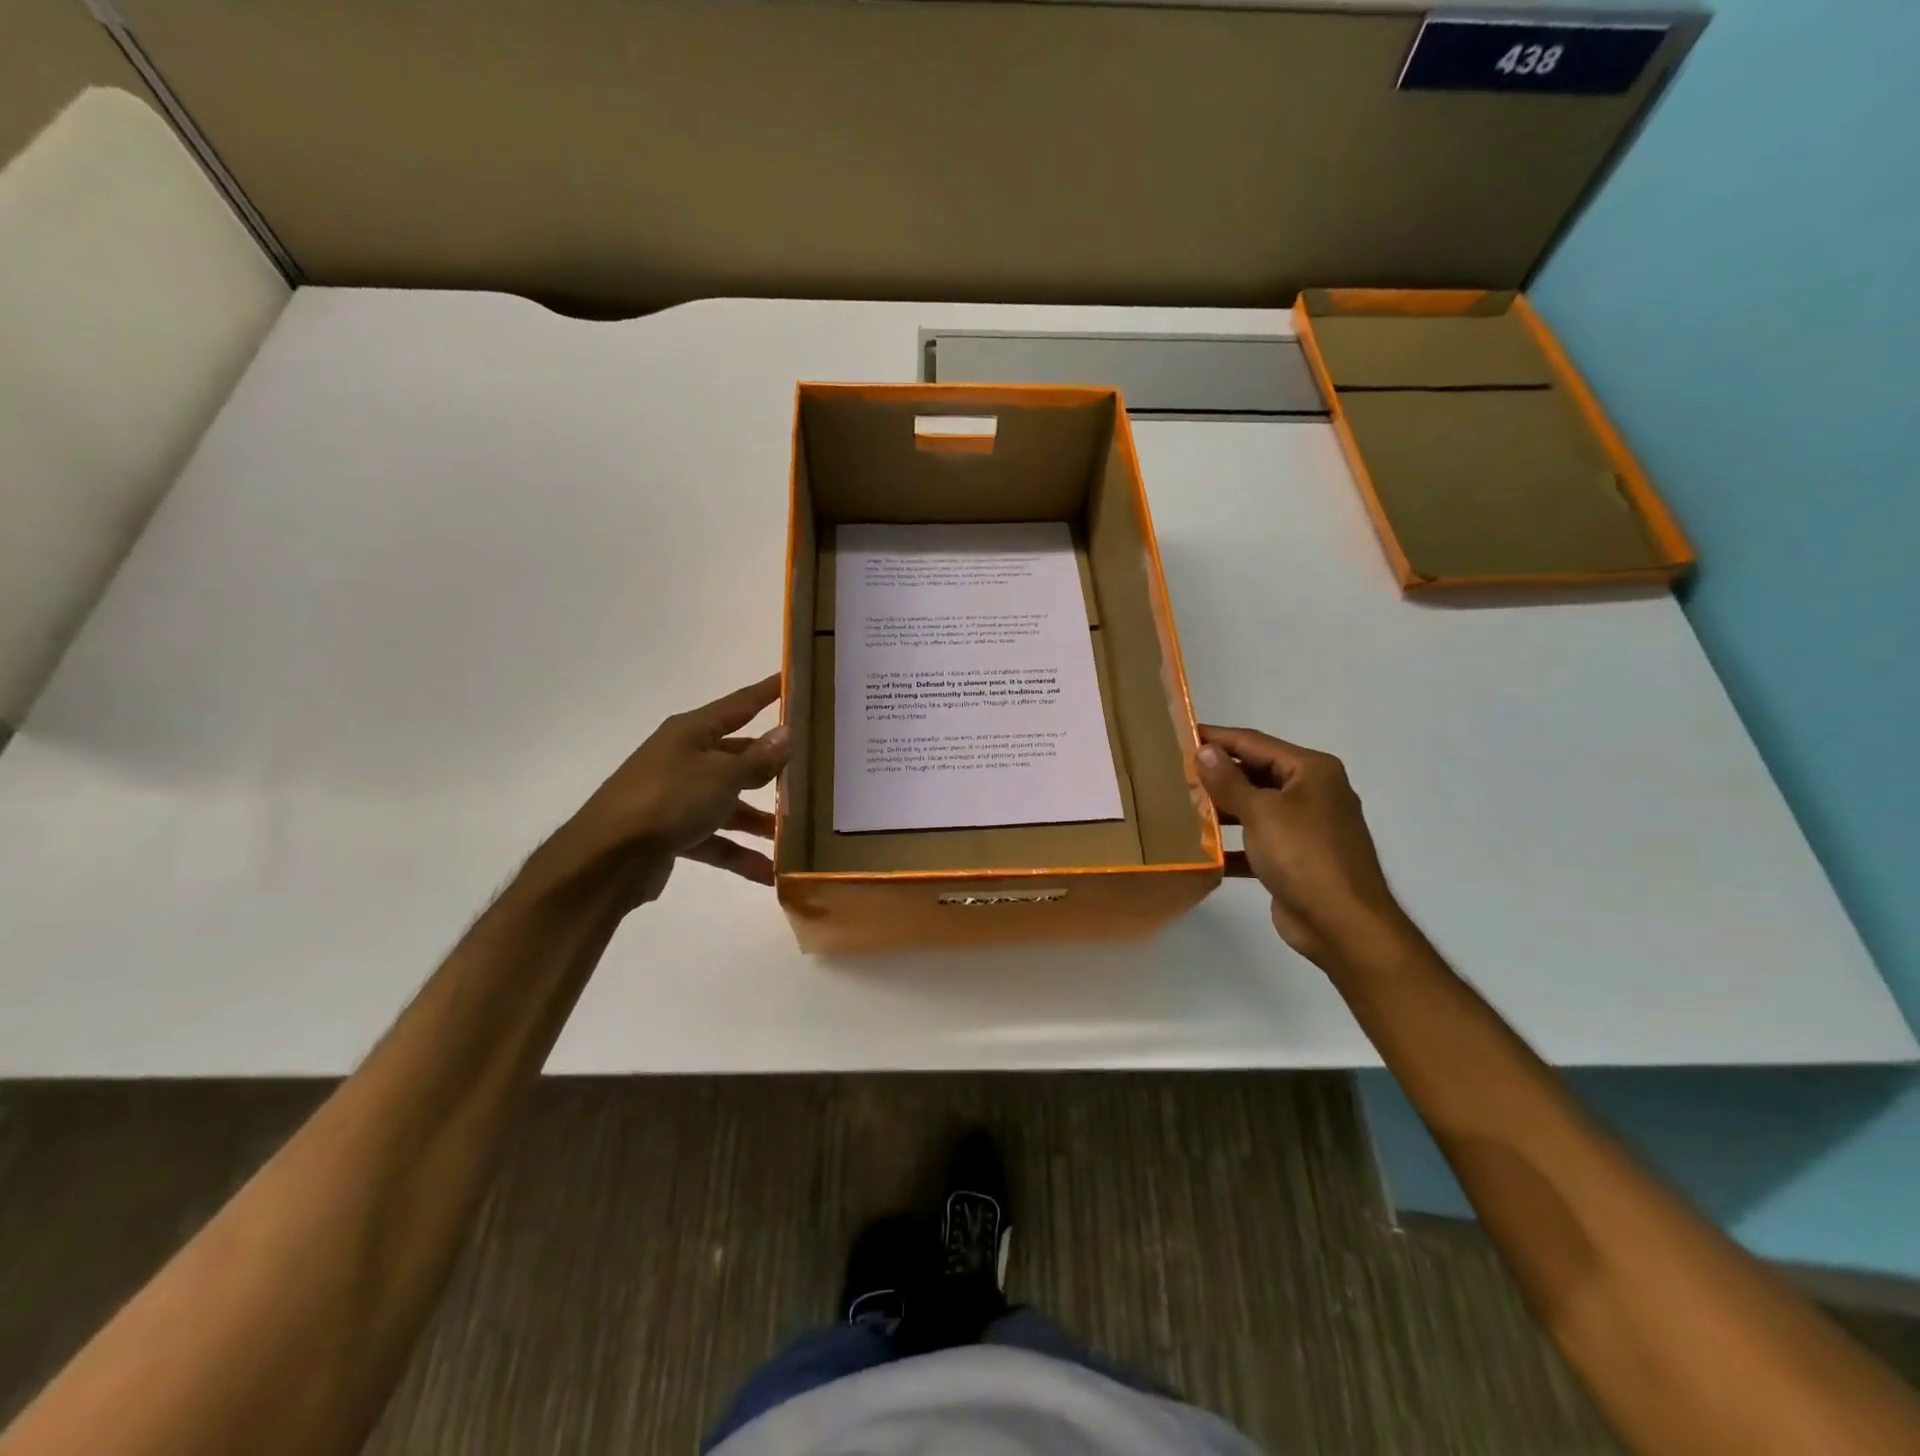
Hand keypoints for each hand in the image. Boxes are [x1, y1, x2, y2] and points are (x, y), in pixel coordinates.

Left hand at [536, 674, 791, 907]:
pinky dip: (739, 854)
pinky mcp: (671, 834)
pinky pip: (715, 840)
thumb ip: (758, 759)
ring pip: (729, 803)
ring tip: (797, 835)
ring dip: (760, 820)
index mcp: (691, 732)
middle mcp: (683, 759)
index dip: (767, 692)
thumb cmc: (668, 800)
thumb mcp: (721, 776)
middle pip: (737, 757)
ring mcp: (676, 797)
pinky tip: (770, 873)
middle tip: (812, 770)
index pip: (739, 705)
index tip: (794, 679)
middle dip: (771, 768)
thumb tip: (787, 733)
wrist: (607, 859)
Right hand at [1196, 725, 1409, 968]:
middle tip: (1173, 771)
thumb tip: (1204, 750)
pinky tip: (1202, 849)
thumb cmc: (1304, 856)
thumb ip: (1229, 781)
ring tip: (1180, 806)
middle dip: (1217, 774)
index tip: (1180, 734)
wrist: (1342, 925)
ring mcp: (1306, 827)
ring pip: (1255, 807)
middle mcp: (1312, 793)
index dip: (1217, 738)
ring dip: (1222, 809)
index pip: (1254, 743)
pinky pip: (1258, 841)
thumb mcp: (1262, 812)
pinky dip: (1233, 844)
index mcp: (1311, 771)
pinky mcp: (1296, 859)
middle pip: (1256, 773)